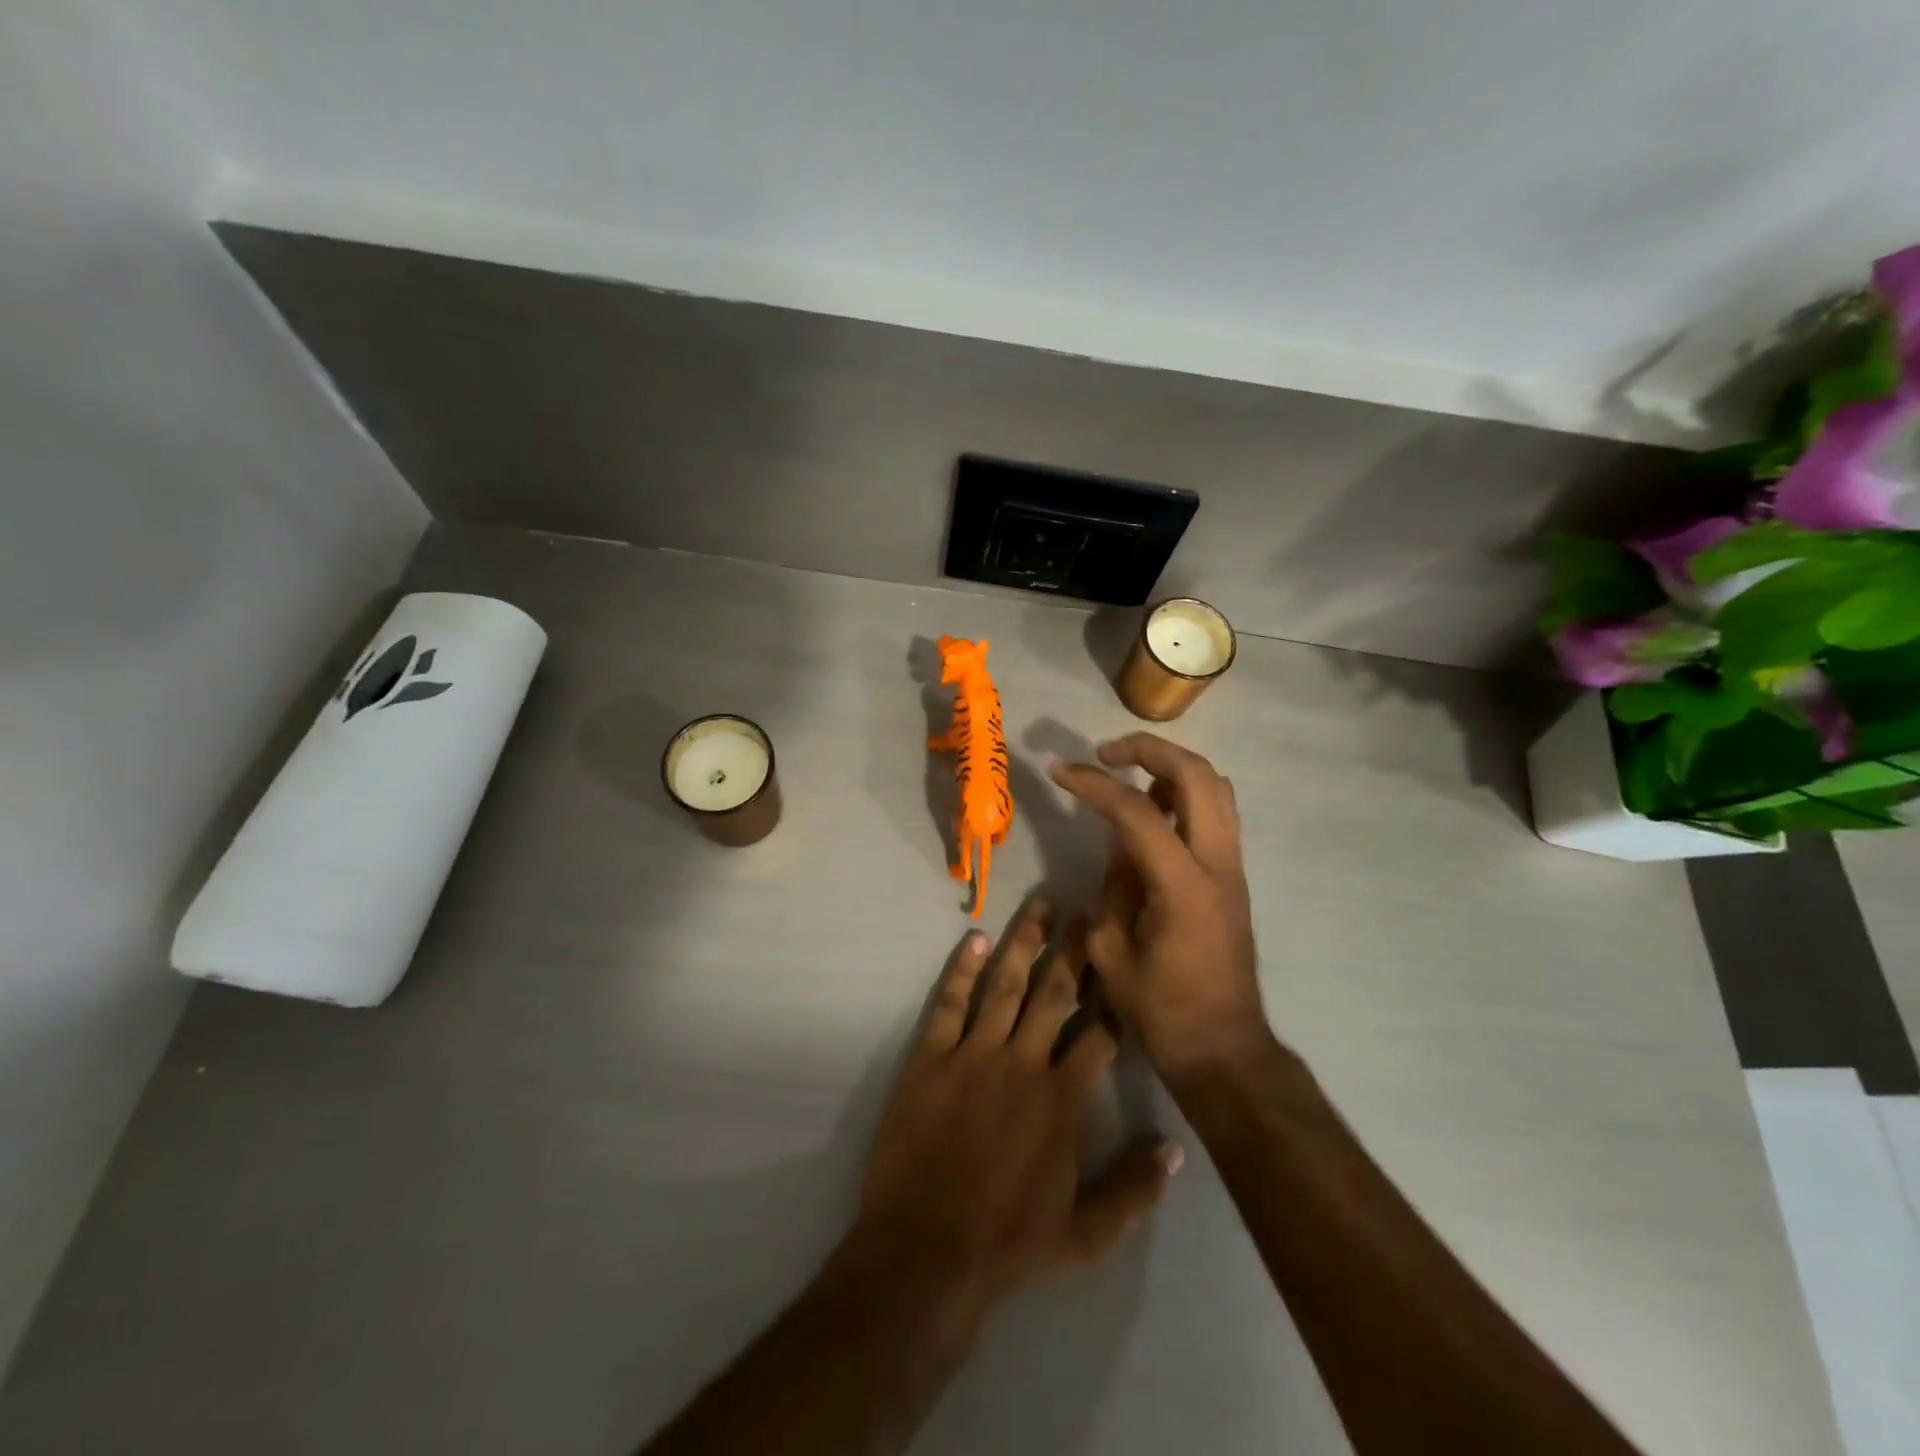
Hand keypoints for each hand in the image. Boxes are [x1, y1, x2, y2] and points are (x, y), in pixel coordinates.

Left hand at [852, 899, 1180, 1325]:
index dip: (1114, 997)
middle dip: (1076, 949)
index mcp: (1063, 1099)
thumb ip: (1135, 1190)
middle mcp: (1023, 1063)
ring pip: (1005, 985)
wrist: (926, 1252)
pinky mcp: (931, 1058)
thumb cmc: (1009, 1244)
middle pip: (1055, 992)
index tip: (1125, 962)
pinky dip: (961, 969)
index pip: (1100, 1033)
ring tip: (1041, 903)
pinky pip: (950, 1003)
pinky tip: (974, 937)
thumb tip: (1176, 1148)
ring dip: (1025, 941)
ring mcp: (974, 1055)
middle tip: (1089, 909)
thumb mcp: (1086, 1236)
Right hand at [1051, 734, 1267, 1080]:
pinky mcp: (1234, 876)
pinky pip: (1216, 813)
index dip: (1093, 784)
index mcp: (1183, 886)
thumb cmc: (1161, 1011)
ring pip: (1216, 787)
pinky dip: (1185, 795)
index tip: (1058, 770)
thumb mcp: (1110, 950)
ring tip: (1129, 777)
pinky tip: (1152, 813)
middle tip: (1105, 753)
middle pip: (1197, 775)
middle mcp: (1218, 864)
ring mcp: (1233, 868)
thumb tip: (1118, 844)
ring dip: (1172, 767)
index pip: (1137, 811)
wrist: (1224, 1049)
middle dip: (1148, 749)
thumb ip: (1112, 886)